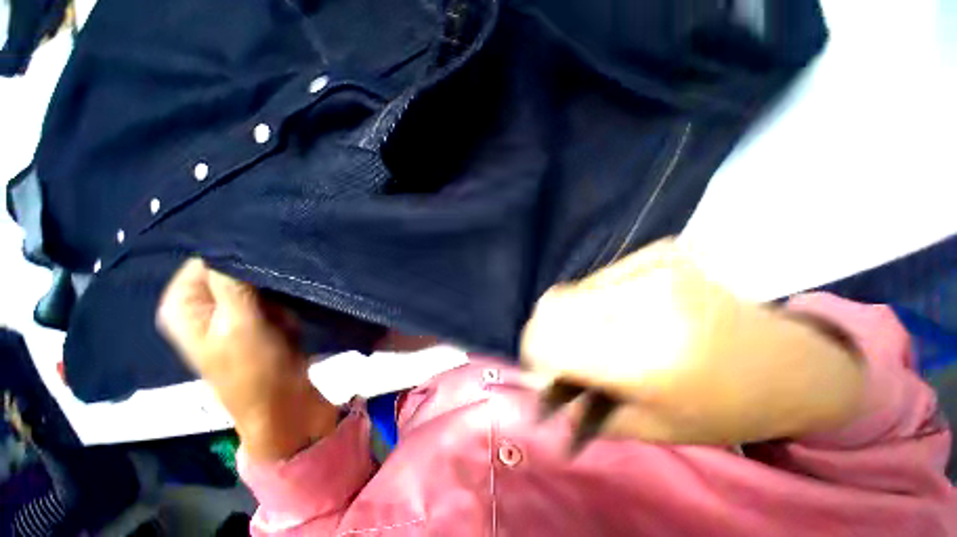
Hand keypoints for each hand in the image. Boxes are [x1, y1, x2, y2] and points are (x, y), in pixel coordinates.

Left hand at [157, 259, 336, 459]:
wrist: (281, 403)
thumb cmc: (254, 369)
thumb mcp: (240, 324)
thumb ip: (233, 282)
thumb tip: (234, 240)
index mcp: (183, 304)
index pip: (206, 259)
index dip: (236, 253)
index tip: (267, 253)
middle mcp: (201, 304)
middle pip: (229, 268)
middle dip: (257, 272)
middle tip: (279, 280)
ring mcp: (229, 311)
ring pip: (252, 280)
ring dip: (272, 285)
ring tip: (285, 299)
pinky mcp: (253, 318)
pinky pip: (266, 294)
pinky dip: (280, 298)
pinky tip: (289, 307)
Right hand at [521, 239, 864, 444]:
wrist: (790, 362)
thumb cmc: (724, 408)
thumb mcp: (649, 426)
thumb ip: (582, 407)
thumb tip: (538, 386)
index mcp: (650, 357)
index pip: (553, 340)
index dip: (532, 353)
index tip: (536, 370)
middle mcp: (648, 302)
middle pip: (555, 305)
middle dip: (543, 332)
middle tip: (558, 353)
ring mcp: (655, 268)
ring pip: (572, 290)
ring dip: (568, 317)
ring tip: (593, 337)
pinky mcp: (659, 253)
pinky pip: (598, 279)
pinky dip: (591, 302)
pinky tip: (616, 317)